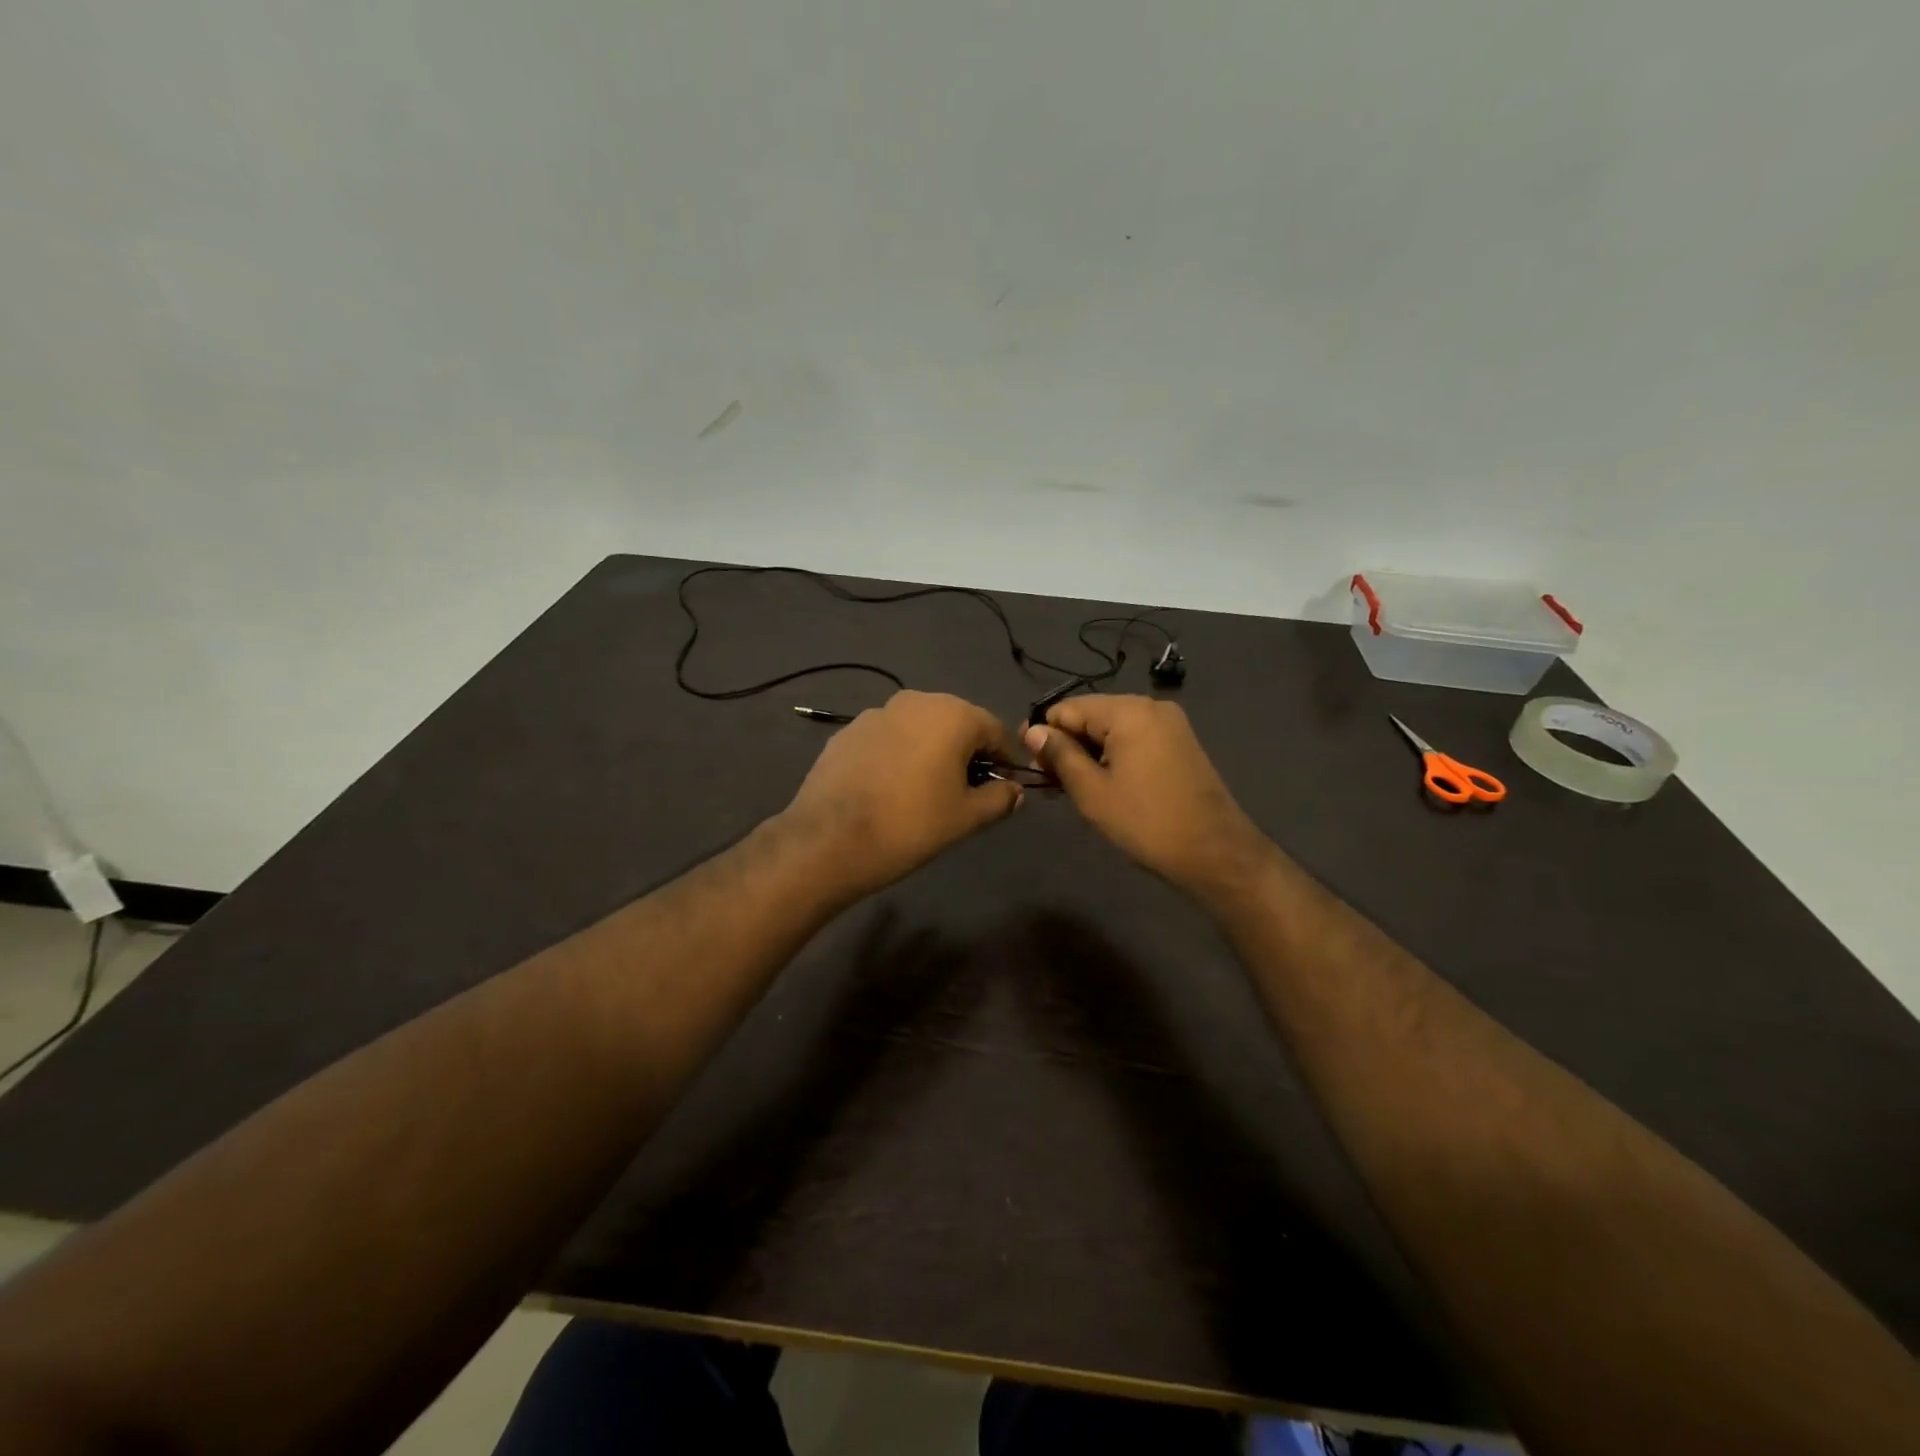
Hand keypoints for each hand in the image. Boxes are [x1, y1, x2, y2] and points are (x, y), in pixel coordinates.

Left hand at [784, 691, 1023, 897]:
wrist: (830, 840)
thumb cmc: (911, 825)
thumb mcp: (966, 817)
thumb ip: (999, 798)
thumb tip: (1015, 791)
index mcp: (952, 714)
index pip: (995, 730)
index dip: (1005, 759)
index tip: (1005, 785)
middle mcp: (916, 701)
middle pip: (956, 723)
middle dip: (967, 752)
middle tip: (966, 790)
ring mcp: (876, 713)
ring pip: (919, 728)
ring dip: (931, 751)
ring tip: (926, 790)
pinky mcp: (847, 731)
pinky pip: (888, 738)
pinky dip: (898, 755)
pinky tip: (890, 788)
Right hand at [1024, 695, 1270, 898]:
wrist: (1215, 853)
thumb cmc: (1146, 822)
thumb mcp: (1092, 791)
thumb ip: (1060, 755)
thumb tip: (1033, 731)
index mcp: (1128, 711)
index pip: (1069, 708)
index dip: (1043, 732)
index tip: (1028, 762)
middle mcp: (1151, 706)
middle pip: (1092, 715)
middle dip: (1067, 743)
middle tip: (1049, 781)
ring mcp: (1170, 724)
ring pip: (1113, 729)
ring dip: (1089, 753)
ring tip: (1071, 787)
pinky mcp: (1181, 743)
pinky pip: (1135, 739)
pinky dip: (1113, 756)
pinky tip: (1102, 783)